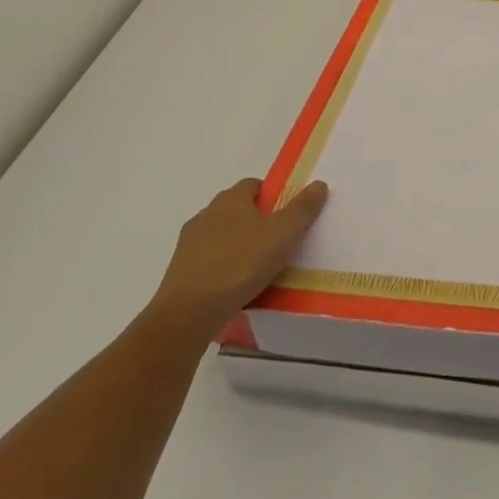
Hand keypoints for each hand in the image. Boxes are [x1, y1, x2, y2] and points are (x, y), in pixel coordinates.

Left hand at [150, 178, 327, 333]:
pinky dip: (222, 268)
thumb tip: (319, 184)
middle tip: (278, 243)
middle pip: (237, 210)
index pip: (254, 185)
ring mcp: (189, 243)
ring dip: (237, 246)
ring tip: (257, 270)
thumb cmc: (240, 265)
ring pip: (221, 236)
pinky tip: (235, 288)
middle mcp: (207, 214)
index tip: (287, 217)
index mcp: (231, 199)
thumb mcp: (283, 234)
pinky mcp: (179, 271)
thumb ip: (302, 208)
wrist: (188, 314)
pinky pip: (209, 262)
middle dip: (256, 222)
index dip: (273, 196)